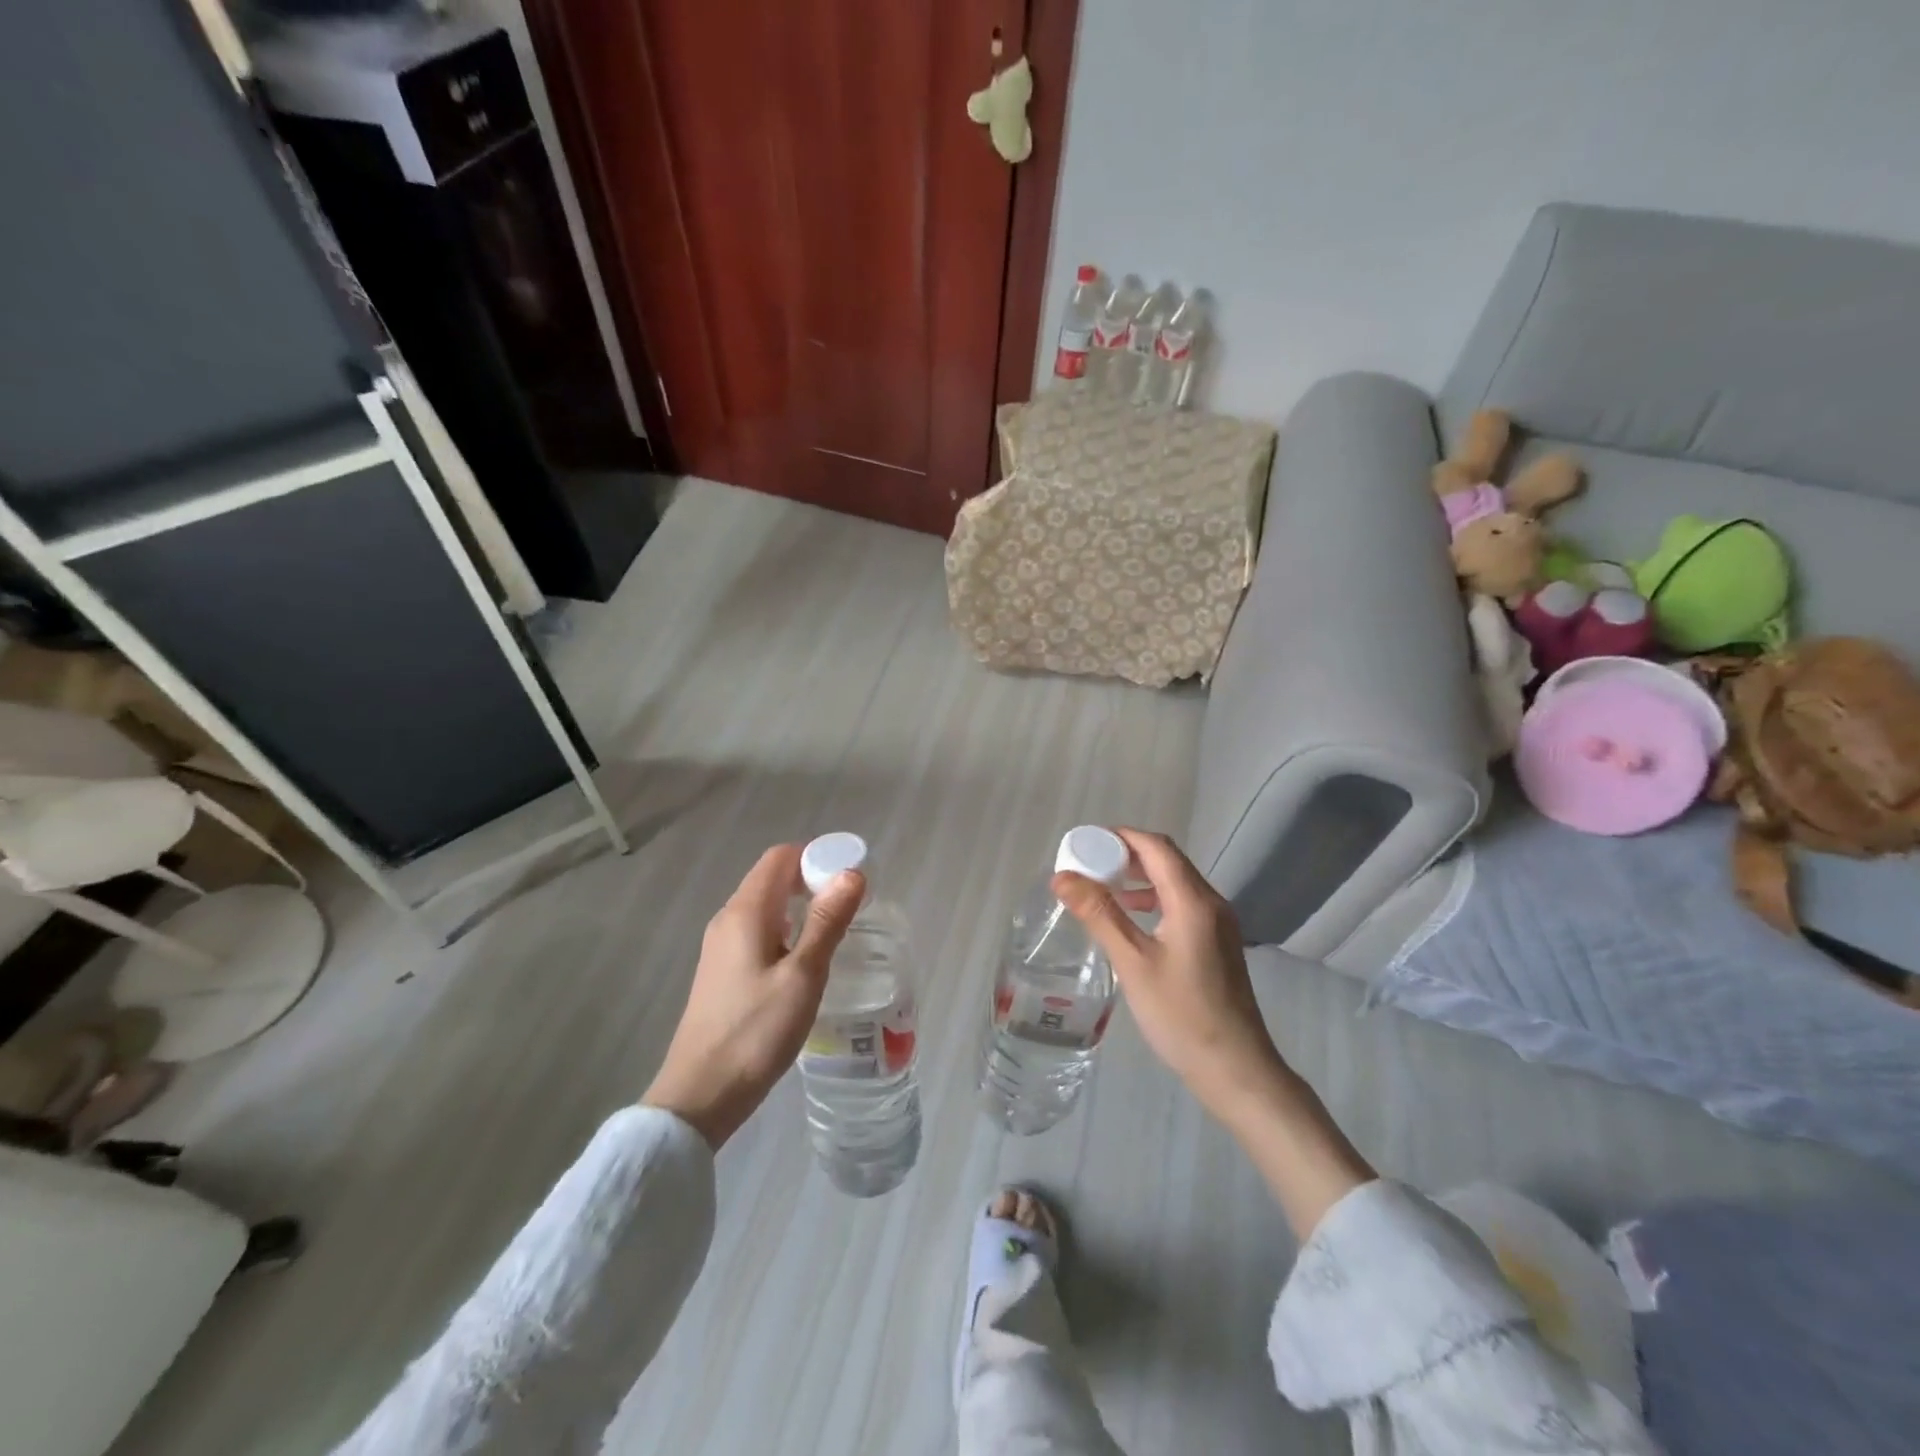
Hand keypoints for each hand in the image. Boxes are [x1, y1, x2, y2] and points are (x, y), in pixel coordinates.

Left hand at [642, 844, 863, 1149]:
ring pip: (767, 907)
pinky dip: (787, 930)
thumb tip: (852, 873)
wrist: (700, 1096)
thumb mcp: (803, 976)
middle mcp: (728, 920)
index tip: (851, 876)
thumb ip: (827, 922)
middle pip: (773, 878)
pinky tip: (806, 960)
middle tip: (852, 905)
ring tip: (836, 930)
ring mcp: (721, 947)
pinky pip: (759, 932)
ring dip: (802, 907)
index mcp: (745, 912)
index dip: (816, 856)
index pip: (780, 857)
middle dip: (813, 880)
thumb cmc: (756, 1032)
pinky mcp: (722, 972)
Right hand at [1051, 829, 1284, 1120]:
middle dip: (1127, 854)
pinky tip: (1131, 918)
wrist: (1235, 1069)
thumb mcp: (1133, 963)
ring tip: (1102, 888)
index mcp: (1193, 901)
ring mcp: (1219, 923)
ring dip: (1140, 877)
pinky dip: (1154, 899)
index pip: (1156, 847)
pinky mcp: (1218, 943)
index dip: (1121, 836)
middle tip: (1088, 864)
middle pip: (1167, 860)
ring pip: (1175, 882)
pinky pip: (1182, 903)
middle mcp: (1211, 903)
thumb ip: (1099, 914)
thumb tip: (1062, 877)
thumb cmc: (1181, 1014)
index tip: (1085, 842)